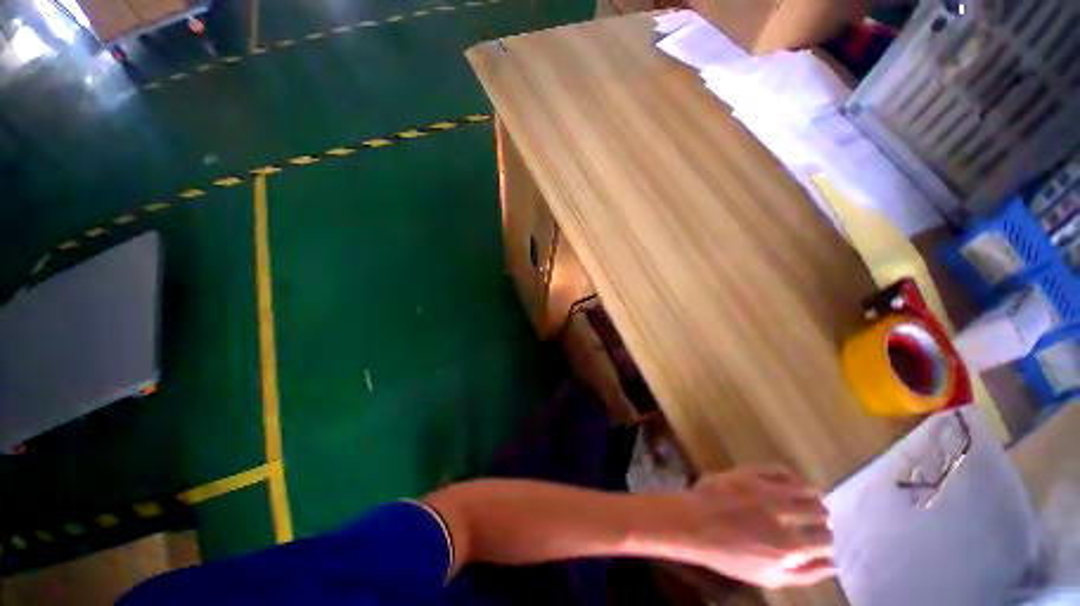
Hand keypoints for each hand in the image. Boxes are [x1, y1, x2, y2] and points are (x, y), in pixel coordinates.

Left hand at [673, 465, 835, 588]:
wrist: (694, 523)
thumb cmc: (729, 556)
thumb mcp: (768, 577)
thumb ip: (805, 574)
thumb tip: (834, 564)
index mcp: (789, 545)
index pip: (826, 538)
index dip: (825, 540)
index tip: (820, 538)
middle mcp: (783, 514)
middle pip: (819, 511)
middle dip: (821, 517)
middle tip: (816, 519)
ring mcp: (765, 490)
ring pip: (805, 488)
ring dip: (811, 495)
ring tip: (809, 499)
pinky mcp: (749, 473)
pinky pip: (780, 469)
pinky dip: (790, 476)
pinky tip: (789, 483)